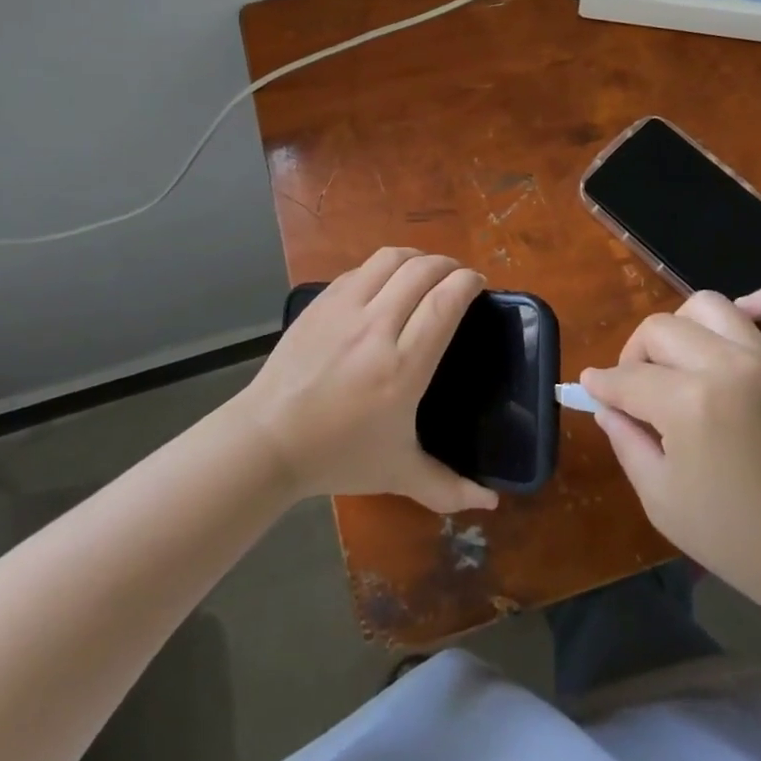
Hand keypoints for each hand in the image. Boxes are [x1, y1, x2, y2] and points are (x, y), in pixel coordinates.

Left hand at [232, 248, 499, 514]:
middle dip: (449, 265)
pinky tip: (386, 282)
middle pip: (422, 271)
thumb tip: (491, 503)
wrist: (269, 440)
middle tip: (458, 278)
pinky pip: (360, 269)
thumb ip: (448, 488)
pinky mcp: (321, 302)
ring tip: (426, 270)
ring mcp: (344, 309)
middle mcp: (377, 328)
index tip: (479, 284)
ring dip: (417, 257)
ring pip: (390, 259)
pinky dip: (383, 267)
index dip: (467, 283)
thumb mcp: (399, 473)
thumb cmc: (339, 456)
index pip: (445, 302)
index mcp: (403, 367)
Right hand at [579, 288, 760, 614]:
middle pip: (659, 330)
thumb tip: (606, 404)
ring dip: (682, 326)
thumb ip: (625, 441)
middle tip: (634, 391)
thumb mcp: (660, 499)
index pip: (626, 378)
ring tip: (679, 360)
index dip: (602, 387)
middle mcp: (727, 366)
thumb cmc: (736, 539)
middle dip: (633, 356)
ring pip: (710, 306)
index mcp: (688, 403)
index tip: (592, 392)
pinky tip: (744, 318)